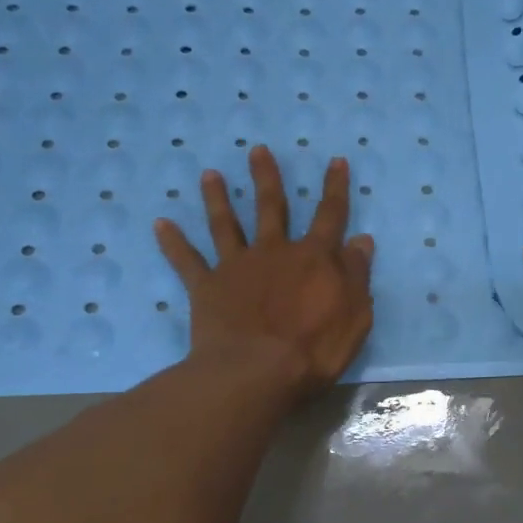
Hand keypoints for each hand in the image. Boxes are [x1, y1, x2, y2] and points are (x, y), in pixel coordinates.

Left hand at [155, 146, 374, 399]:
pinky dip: (173, 242)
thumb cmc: (314, 349)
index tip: (335, 161)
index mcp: (314, 258)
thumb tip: (361, 240)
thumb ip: (357, 275)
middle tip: (257, 150)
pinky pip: (186, 261)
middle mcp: (274, 252)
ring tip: (209, 174)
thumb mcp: (355, 315)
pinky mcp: (206, 287)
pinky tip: (160, 224)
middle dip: (266, 177)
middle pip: (271, 207)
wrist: (256, 372)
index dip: (335, 188)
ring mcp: (237, 267)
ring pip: (226, 224)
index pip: (330, 216)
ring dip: (217, 198)